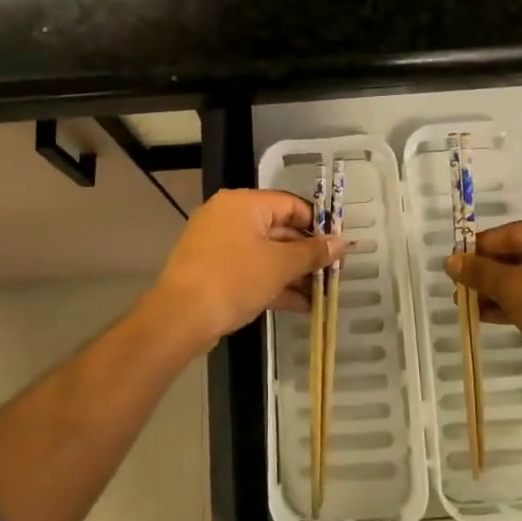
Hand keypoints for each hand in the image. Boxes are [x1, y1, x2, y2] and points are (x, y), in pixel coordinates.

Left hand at [144, 189, 343, 353]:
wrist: (180, 317)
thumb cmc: (234, 279)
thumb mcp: (280, 265)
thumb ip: (312, 253)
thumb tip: (340, 243)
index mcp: (244, 204)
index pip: (291, 205)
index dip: (318, 225)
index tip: (338, 246)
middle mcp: (229, 217)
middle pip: (279, 230)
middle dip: (307, 254)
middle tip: (333, 274)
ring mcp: (219, 246)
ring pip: (266, 254)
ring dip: (293, 273)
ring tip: (322, 294)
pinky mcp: (214, 272)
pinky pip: (251, 271)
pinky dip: (273, 284)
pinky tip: (301, 305)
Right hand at [445, 219, 521, 401]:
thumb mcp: (512, 290)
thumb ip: (480, 272)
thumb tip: (451, 261)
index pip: (509, 233)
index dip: (477, 250)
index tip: (455, 268)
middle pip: (521, 254)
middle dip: (489, 275)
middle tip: (463, 292)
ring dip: (503, 291)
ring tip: (474, 309)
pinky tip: (497, 317)